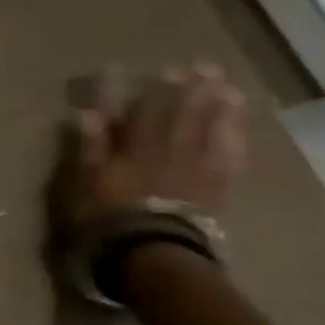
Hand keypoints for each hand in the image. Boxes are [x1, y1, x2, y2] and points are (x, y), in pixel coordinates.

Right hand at [51, 63, 247, 238]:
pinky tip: (239, 132)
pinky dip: (235, 143)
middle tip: (205, 68)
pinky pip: (230, 161)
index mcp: (138, 147)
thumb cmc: (109, 220)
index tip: (165, 70)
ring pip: (212, 132)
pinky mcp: (215, 193)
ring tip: (228, 90)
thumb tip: (89, 112)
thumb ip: (90, 147)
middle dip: (194, 90)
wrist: (151, 256)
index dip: (156, 90)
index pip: (148, 111)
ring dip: (220, 109)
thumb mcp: (85, 184)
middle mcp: (172, 151)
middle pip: (185, 115)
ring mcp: (197, 171)